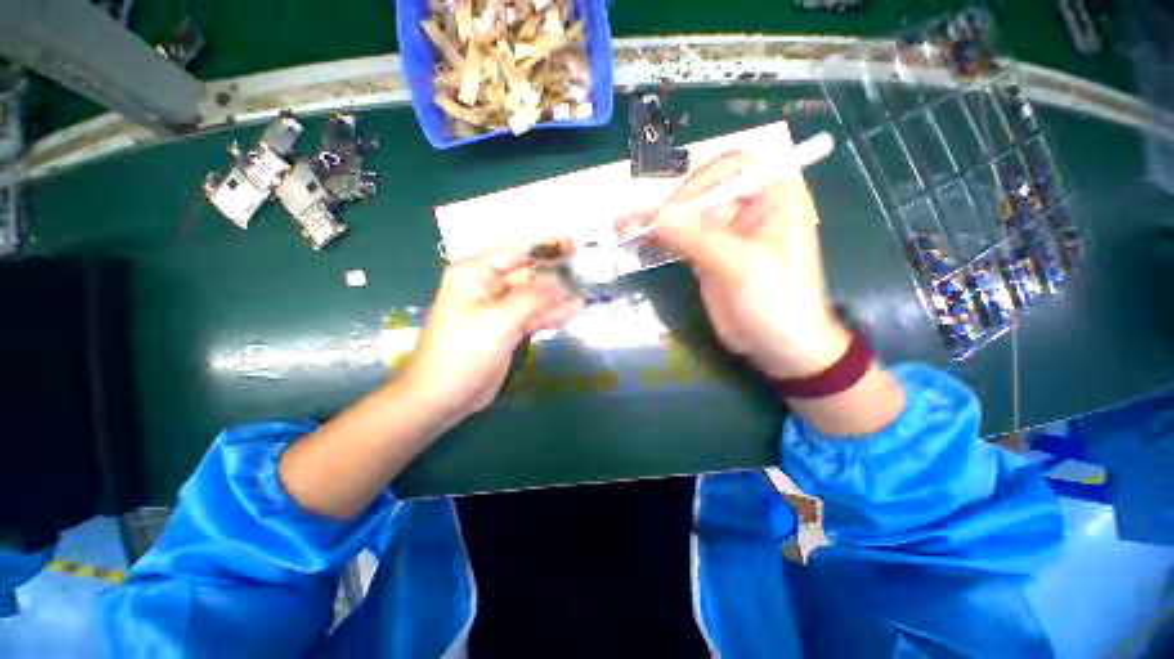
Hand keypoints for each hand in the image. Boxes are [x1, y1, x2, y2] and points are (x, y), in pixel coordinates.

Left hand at [401, 242, 582, 424]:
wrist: (446, 396)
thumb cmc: (464, 350)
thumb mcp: (500, 318)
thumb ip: (533, 297)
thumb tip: (562, 282)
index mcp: (475, 274)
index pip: (514, 253)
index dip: (544, 248)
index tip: (572, 245)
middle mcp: (487, 287)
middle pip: (527, 274)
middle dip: (554, 273)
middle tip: (585, 270)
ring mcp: (499, 310)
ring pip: (533, 297)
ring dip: (557, 295)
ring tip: (585, 289)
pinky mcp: (508, 330)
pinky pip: (533, 316)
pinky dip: (551, 313)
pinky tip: (573, 308)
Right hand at [647, 151, 850, 379]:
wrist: (778, 344)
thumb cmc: (776, 301)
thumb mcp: (742, 266)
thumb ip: (700, 238)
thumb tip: (660, 215)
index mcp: (772, 196)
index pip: (730, 170)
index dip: (697, 185)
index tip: (671, 212)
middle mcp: (747, 207)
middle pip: (700, 192)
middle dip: (666, 205)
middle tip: (633, 221)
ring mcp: (723, 232)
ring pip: (685, 217)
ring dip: (654, 221)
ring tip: (622, 226)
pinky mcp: (706, 254)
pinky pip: (679, 239)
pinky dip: (657, 240)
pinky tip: (633, 239)